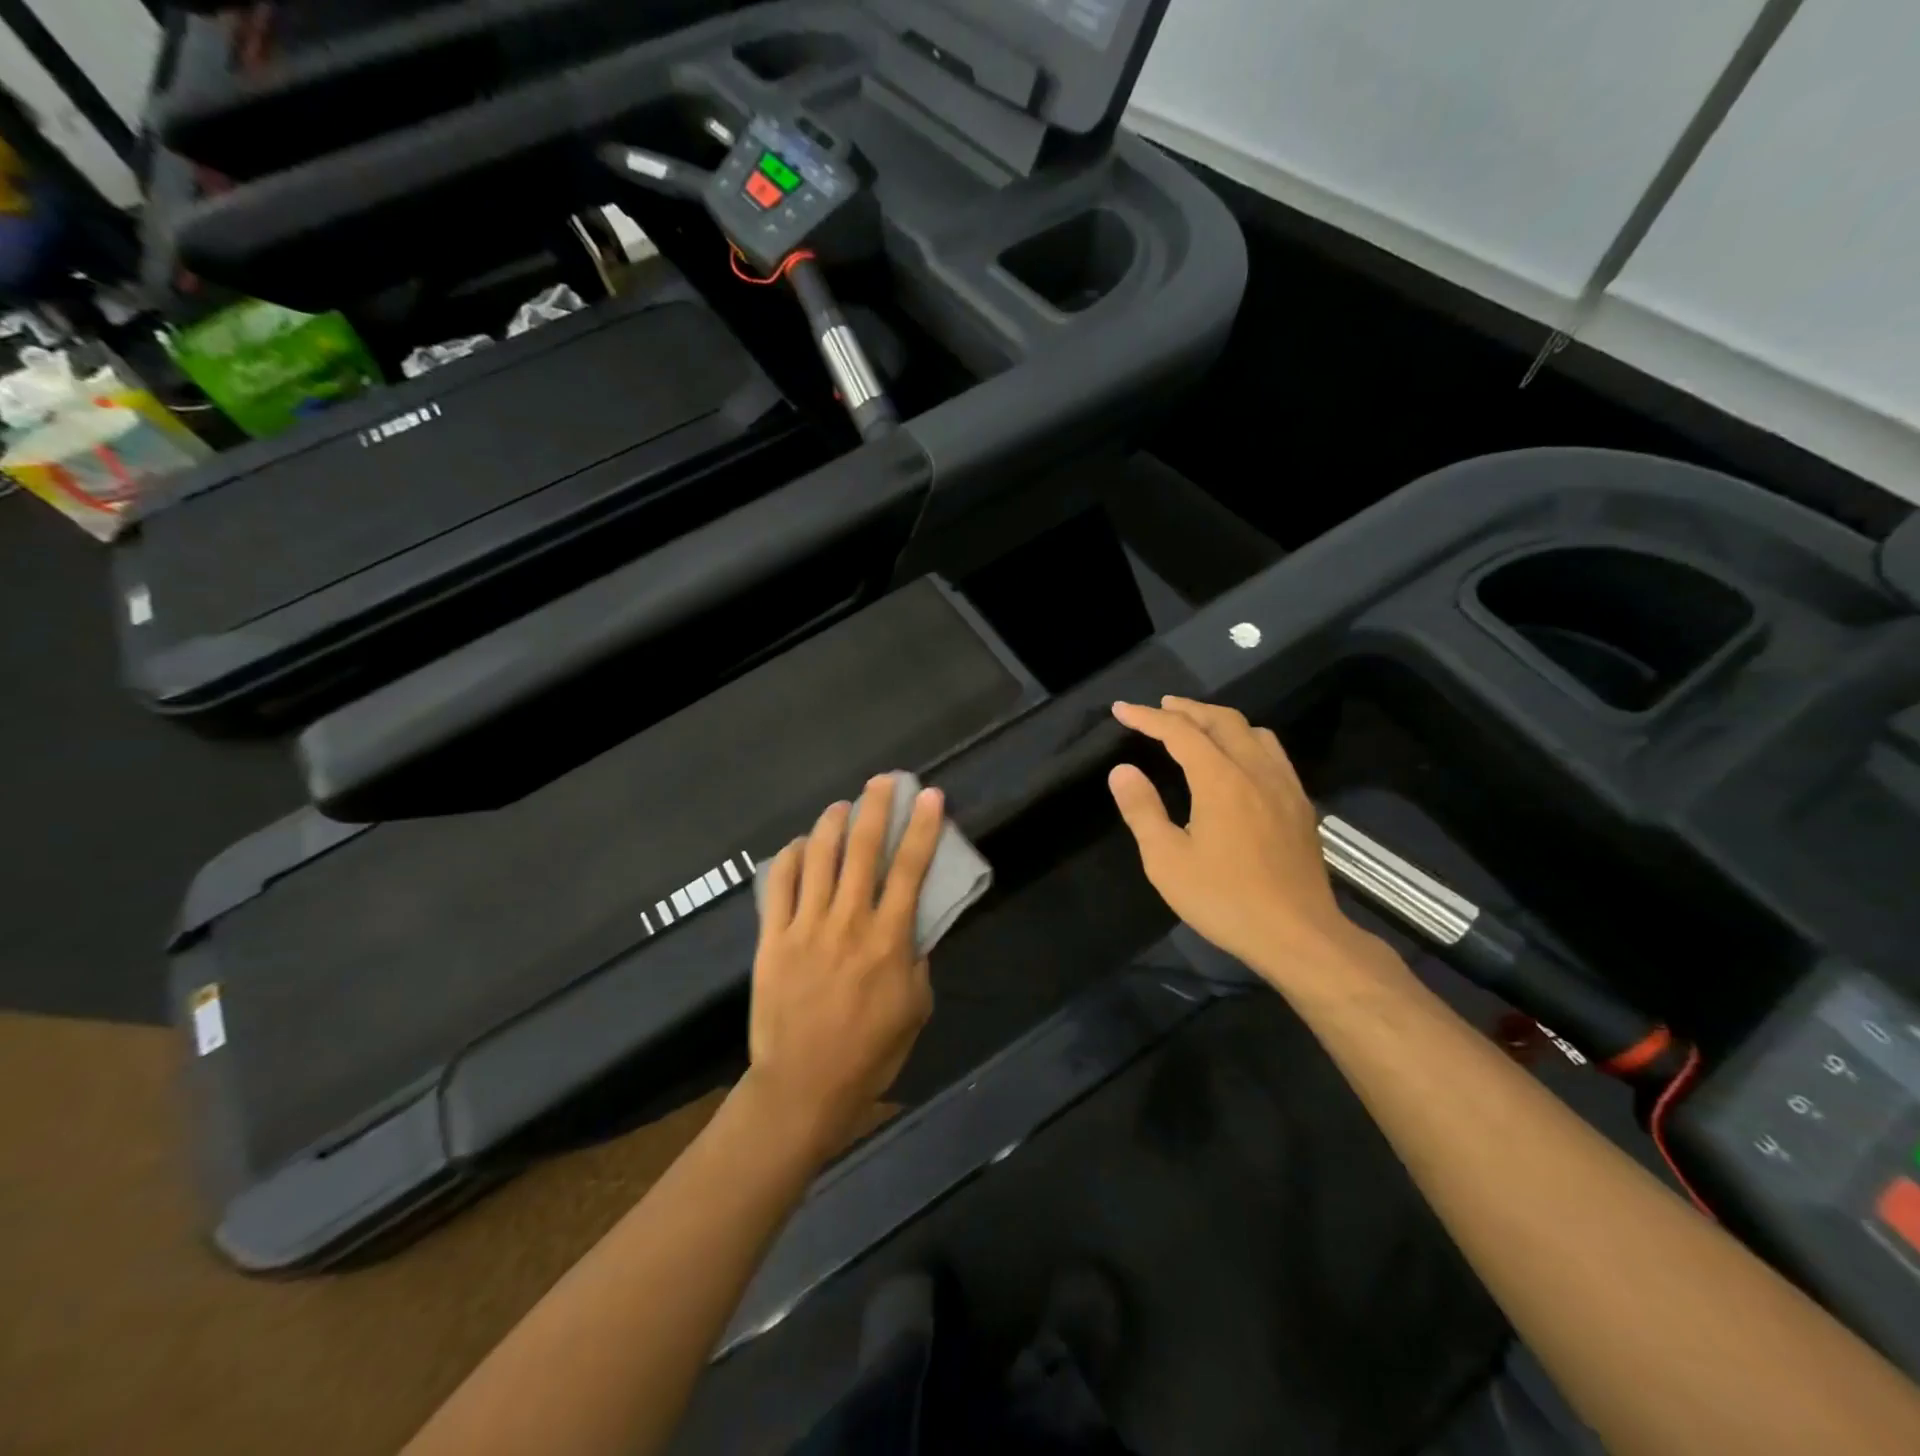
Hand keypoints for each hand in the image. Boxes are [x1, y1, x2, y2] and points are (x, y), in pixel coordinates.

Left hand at [746, 775, 942, 1155]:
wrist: (803, 1087)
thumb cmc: (870, 1053)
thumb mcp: (915, 1008)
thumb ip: (917, 960)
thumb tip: (914, 925)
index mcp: (888, 940)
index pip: (909, 870)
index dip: (922, 828)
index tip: (929, 796)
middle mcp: (847, 923)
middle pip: (862, 850)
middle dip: (875, 807)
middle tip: (882, 781)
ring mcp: (805, 927)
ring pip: (817, 857)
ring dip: (830, 824)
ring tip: (840, 806)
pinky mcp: (772, 939)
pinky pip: (778, 885)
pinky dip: (788, 858)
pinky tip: (798, 846)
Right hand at [1108, 697, 1391, 992]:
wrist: (1297, 934)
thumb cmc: (1224, 899)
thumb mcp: (1166, 860)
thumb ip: (1142, 810)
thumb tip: (1122, 770)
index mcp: (1220, 779)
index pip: (1179, 731)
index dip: (1147, 717)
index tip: (1121, 709)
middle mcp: (1255, 770)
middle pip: (1222, 720)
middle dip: (1186, 708)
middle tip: (1160, 707)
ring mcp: (1284, 786)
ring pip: (1253, 732)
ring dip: (1220, 720)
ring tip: (1198, 725)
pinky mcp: (1300, 805)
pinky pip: (1273, 753)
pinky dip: (1247, 740)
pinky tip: (1240, 760)